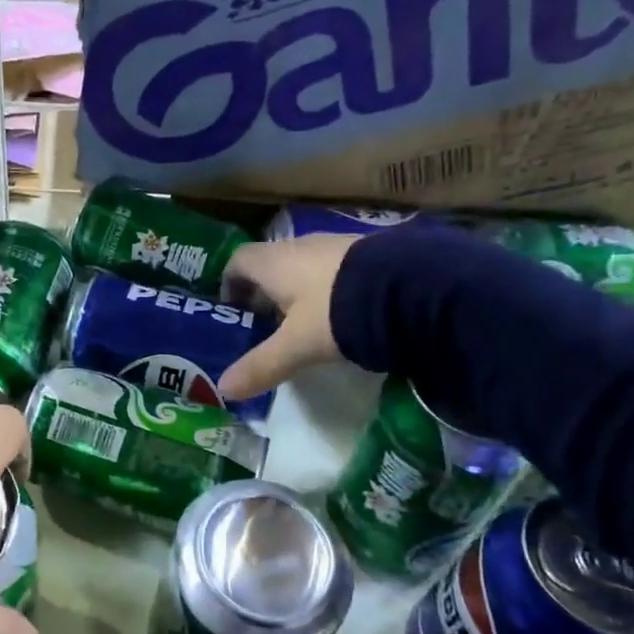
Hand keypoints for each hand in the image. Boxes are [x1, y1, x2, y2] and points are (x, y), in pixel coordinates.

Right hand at [217, 234, 357, 401]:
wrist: (410, 289)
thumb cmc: (336, 313)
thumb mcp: (296, 346)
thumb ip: (261, 366)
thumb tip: (224, 389)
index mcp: (275, 262)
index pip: (238, 260)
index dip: (230, 283)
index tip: (233, 311)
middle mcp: (301, 246)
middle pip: (271, 264)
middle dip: (264, 293)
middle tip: (265, 326)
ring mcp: (338, 245)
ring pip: (304, 266)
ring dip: (297, 291)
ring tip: (304, 325)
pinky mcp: (368, 253)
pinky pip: (334, 269)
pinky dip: (327, 289)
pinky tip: (339, 315)